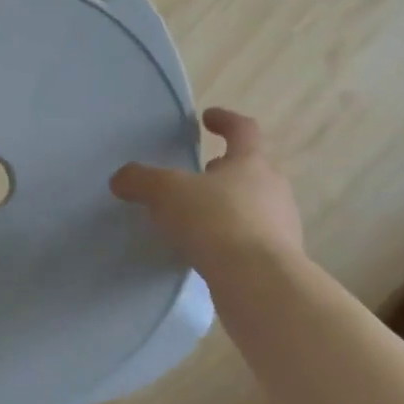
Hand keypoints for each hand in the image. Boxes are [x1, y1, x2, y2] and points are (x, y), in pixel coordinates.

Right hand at [110, 108, 304, 279]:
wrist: (260, 285)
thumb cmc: (216, 221)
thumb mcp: (167, 192)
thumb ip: (141, 180)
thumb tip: (121, 178)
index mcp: (251, 162)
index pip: (243, 129)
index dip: (225, 120)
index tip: (207, 118)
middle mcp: (274, 189)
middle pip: (252, 168)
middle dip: (226, 168)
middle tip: (201, 172)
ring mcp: (282, 227)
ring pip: (254, 205)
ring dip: (229, 204)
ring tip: (198, 215)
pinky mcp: (279, 262)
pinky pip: (252, 240)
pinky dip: (231, 238)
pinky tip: (207, 250)